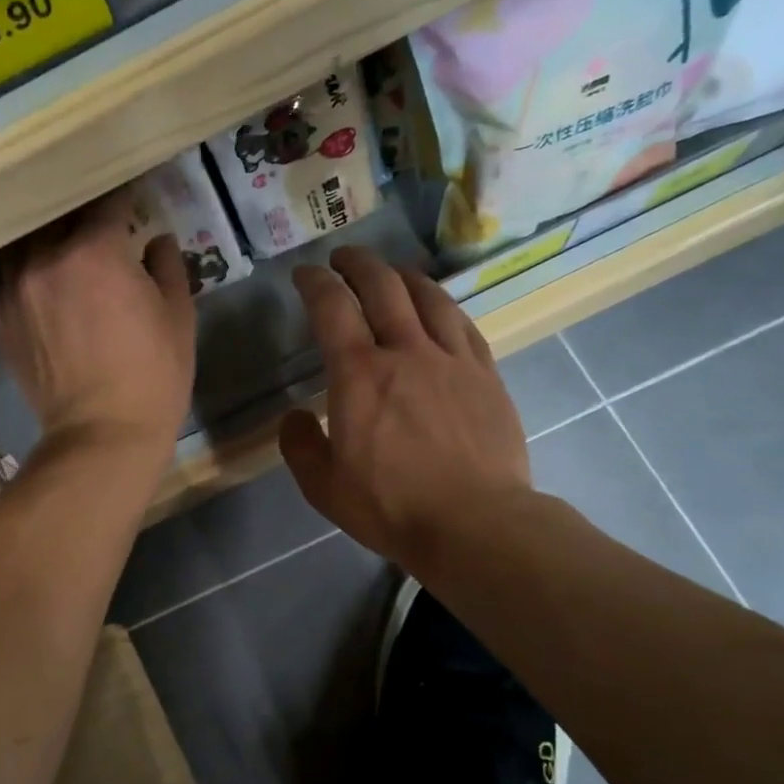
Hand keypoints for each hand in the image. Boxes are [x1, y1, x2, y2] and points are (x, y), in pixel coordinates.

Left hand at [0, 194, 195, 461]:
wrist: (102, 434)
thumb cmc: (153, 376)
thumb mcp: (178, 317)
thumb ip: (167, 268)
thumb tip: (157, 240)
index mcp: (95, 251)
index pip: (107, 204)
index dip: (124, 199)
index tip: (133, 201)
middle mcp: (45, 258)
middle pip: (58, 216)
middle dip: (80, 214)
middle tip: (96, 220)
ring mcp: (13, 287)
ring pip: (22, 240)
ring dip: (42, 235)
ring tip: (56, 239)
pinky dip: (10, 265)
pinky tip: (25, 270)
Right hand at [280, 247, 530, 568]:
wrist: (475, 524)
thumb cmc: (391, 506)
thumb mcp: (323, 487)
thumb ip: (300, 445)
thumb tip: (297, 416)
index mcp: (359, 374)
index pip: (332, 308)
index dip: (314, 283)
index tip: (305, 275)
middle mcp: (405, 351)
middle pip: (382, 286)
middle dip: (358, 264)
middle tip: (343, 259)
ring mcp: (452, 359)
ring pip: (428, 297)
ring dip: (403, 276)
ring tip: (391, 274)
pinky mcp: (486, 375)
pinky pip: (463, 324)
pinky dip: (443, 306)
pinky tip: (438, 308)